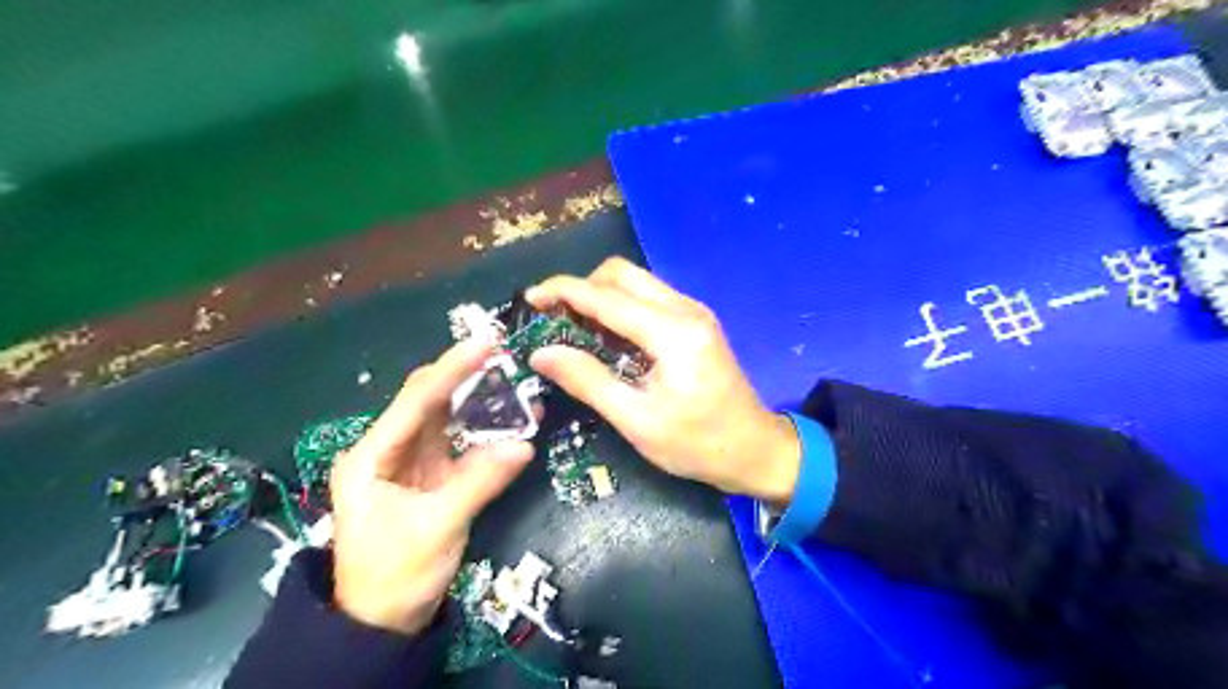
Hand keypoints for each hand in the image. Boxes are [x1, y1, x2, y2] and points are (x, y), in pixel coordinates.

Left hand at [330, 340, 533, 635]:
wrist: (382, 622)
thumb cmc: (395, 575)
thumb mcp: (437, 527)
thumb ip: (480, 481)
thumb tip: (526, 444)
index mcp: (372, 456)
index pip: (415, 400)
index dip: (451, 369)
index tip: (485, 343)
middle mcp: (388, 449)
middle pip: (427, 400)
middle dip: (464, 375)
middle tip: (503, 353)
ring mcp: (410, 461)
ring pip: (445, 417)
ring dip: (477, 398)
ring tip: (511, 378)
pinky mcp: (430, 475)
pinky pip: (459, 442)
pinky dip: (484, 429)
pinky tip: (510, 418)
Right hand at [531, 256, 802, 503]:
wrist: (755, 450)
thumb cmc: (697, 444)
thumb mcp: (637, 420)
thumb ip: (587, 380)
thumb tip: (541, 353)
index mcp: (673, 333)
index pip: (606, 297)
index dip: (563, 292)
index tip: (530, 300)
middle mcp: (685, 309)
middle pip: (621, 274)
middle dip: (582, 288)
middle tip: (556, 320)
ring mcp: (694, 312)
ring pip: (636, 282)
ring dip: (601, 297)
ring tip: (575, 331)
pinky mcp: (695, 322)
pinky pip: (649, 298)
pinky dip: (620, 308)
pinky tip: (607, 337)